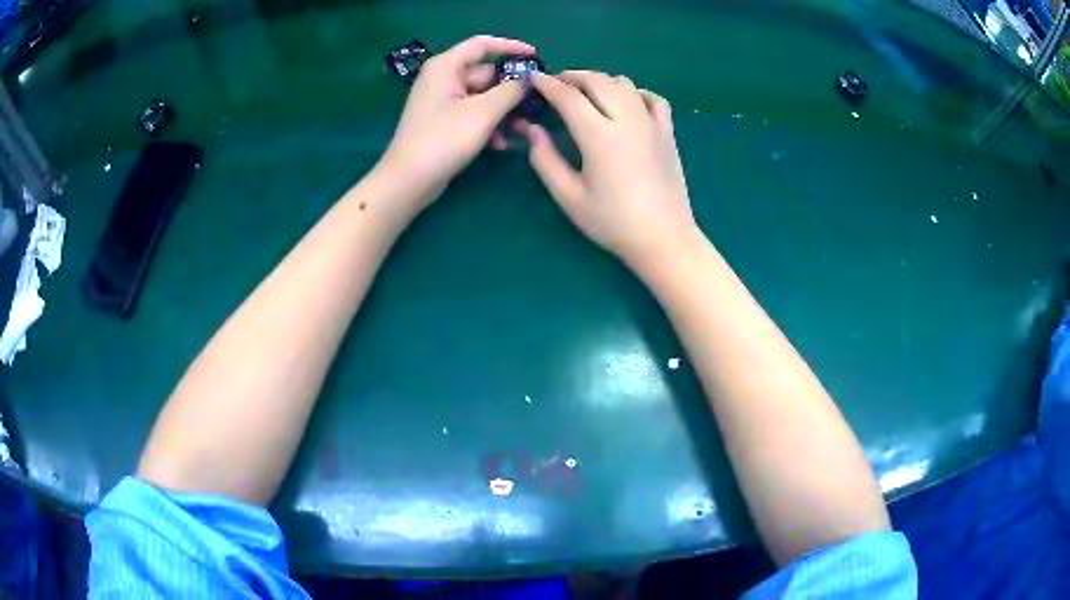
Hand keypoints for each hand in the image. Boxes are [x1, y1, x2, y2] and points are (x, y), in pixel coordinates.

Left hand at [377, 35, 534, 210]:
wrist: (408, 180)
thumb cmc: (443, 139)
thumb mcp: (484, 112)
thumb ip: (511, 91)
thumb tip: (528, 80)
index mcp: (446, 67)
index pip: (482, 44)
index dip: (510, 46)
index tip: (535, 56)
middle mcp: (442, 79)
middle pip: (485, 74)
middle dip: (510, 90)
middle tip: (534, 104)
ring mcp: (441, 101)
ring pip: (481, 97)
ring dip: (502, 111)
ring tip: (522, 130)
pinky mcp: (442, 122)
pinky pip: (472, 114)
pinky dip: (488, 124)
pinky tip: (501, 144)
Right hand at [518, 71, 697, 265]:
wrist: (663, 239)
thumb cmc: (613, 222)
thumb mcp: (569, 197)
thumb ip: (545, 160)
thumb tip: (532, 129)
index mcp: (599, 136)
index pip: (568, 96)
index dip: (547, 84)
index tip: (533, 78)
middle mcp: (627, 120)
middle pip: (598, 80)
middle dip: (573, 76)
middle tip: (556, 84)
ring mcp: (651, 123)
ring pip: (624, 83)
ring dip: (601, 81)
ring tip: (587, 93)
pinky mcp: (667, 132)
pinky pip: (652, 98)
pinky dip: (635, 92)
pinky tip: (626, 102)